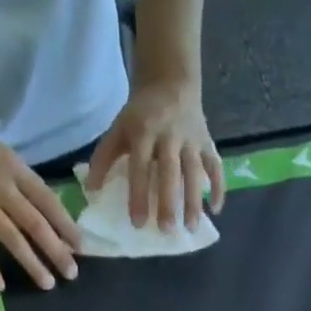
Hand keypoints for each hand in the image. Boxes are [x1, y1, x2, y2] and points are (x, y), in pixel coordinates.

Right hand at [0, 109, 79, 292]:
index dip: (66, 226)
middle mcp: (1, 187)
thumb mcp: (1, 153)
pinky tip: (0, 286)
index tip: (80, 246)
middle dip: (57, 252)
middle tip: (72, 273)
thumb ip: (22, 180)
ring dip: (32, 264)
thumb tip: (47, 209)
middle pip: (36, 225)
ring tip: (48, 283)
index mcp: (14, 168)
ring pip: (12, 239)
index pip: (49, 202)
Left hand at [87, 77, 224, 230]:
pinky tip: (215, 210)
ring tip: (191, 227)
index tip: (138, 223)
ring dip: (195, 201)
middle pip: (170, 172)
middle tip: (167, 230)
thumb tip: (92, 191)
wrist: (170, 81)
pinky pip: (216, 166)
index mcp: (144, 131)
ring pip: (195, 172)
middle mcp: (170, 135)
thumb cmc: (141, 114)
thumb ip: (104, 157)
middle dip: (169, 201)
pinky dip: (218, 187)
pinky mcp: (208, 142)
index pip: (141, 167)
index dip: (138, 195)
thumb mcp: (118, 128)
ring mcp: (191, 139)